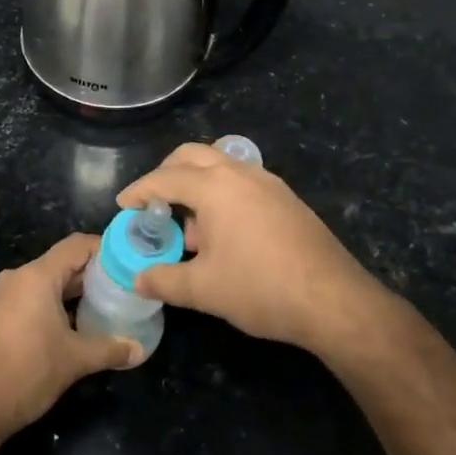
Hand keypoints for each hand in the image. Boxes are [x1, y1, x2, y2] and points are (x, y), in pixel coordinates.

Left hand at [0, 233, 143, 440]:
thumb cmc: (25, 374)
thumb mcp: (74, 361)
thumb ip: (110, 349)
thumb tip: (140, 350)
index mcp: (36, 277)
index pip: (76, 246)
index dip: (104, 248)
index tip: (129, 262)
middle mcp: (16, 278)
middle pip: (61, 263)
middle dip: (92, 275)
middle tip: (122, 289)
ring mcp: (0, 297)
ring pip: (44, 283)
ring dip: (72, 293)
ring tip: (102, 308)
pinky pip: (28, 299)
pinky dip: (51, 305)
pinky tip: (70, 327)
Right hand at [118, 144, 388, 357]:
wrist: (332, 299)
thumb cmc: (260, 288)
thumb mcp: (204, 289)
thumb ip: (164, 280)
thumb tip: (138, 279)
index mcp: (214, 186)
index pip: (164, 178)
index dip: (139, 190)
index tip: (123, 205)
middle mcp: (240, 173)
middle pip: (192, 156)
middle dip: (167, 173)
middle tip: (154, 202)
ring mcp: (268, 182)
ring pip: (221, 166)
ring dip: (198, 185)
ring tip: (191, 229)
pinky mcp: (286, 199)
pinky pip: (243, 182)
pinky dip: (223, 195)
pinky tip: (225, 234)